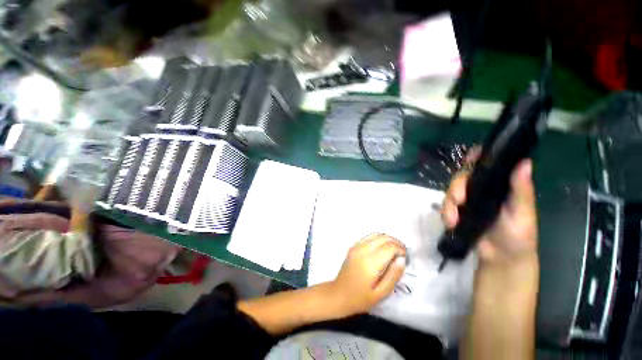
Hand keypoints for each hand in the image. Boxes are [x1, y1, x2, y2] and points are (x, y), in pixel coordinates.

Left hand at [330, 233, 405, 314]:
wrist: (338, 294)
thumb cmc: (360, 298)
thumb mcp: (381, 293)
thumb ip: (393, 275)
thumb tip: (401, 259)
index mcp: (370, 262)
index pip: (389, 247)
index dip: (400, 250)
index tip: (405, 257)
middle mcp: (362, 250)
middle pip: (383, 238)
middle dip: (396, 242)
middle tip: (403, 252)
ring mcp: (356, 246)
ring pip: (376, 235)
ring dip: (388, 239)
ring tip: (395, 249)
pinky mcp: (353, 247)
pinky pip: (369, 237)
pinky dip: (379, 239)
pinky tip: (383, 248)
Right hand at [442, 150, 537, 265]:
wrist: (501, 259)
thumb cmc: (518, 237)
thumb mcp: (523, 214)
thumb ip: (521, 191)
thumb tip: (525, 162)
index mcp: (500, 185)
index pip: (487, 165)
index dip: (477, 157)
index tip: (469, 159)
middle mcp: (481, 189)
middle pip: (462, 178)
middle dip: (456, 188)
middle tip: (459, 201)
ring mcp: (468, 201)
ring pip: (450, 192)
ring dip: (448, 204)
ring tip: (453, 220)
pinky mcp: (457, 211)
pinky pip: (445, 206)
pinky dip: (445, 213)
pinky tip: (451, 223)